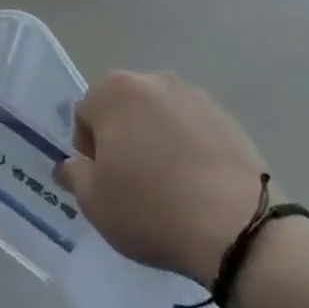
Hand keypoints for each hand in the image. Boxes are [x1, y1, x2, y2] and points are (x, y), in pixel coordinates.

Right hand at [55, 71, 269, 286]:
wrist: (237, 226)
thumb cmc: (150, 207)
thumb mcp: (94, 201)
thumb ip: (74, 175)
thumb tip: (72, 165)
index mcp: (114, 91)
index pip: (85, 115)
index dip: (89, 150)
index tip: (103, 181)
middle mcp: (154, 81)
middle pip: (124, 109)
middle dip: (123, 138)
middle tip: (132, 183)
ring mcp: (196, 97)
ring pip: (161, 118)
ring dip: (157, 142)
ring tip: (169, 186)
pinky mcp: (229, 119)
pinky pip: (194, 131)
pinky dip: (189, 150)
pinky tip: (197, 186)